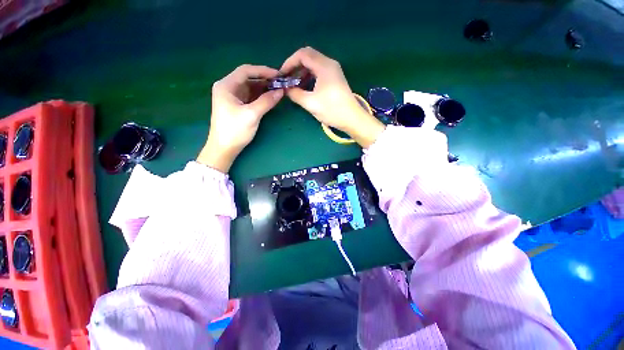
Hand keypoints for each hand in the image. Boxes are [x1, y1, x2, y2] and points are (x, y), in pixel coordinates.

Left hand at [198, 64, 283, 172]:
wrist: (224, 148)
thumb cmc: (235, 130)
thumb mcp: (252, 115)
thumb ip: (266, 101)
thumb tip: (281, 91)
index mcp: (226, 86)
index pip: (246, 71)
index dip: (263, 71)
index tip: (278, 75)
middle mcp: (228, 88)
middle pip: (248, 78)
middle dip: (265, 80)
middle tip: (281, 83)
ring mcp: (233, 97)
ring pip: (250, 88)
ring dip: (264, 88)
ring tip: (279, 90)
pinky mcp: (237, 106)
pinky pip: (251, 97)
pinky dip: (261, 96)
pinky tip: (270, 97)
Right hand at [281, 47, 384, 147]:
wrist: (352, 119)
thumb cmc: (332, 110)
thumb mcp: (310, 103)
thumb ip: (295, 94)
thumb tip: (285, 89)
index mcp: (324, 66)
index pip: (302, 54)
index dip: (289, 63)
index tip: (282, 75)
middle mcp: (329, 64)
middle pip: (308, 56)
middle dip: (295, 66)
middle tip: (287, 79)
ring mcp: (333, 70)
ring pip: (313, 64)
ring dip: (302, 72)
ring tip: (294, 85)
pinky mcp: (335, 78)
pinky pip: (319, 71)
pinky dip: (309, 76)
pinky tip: (305, 87)